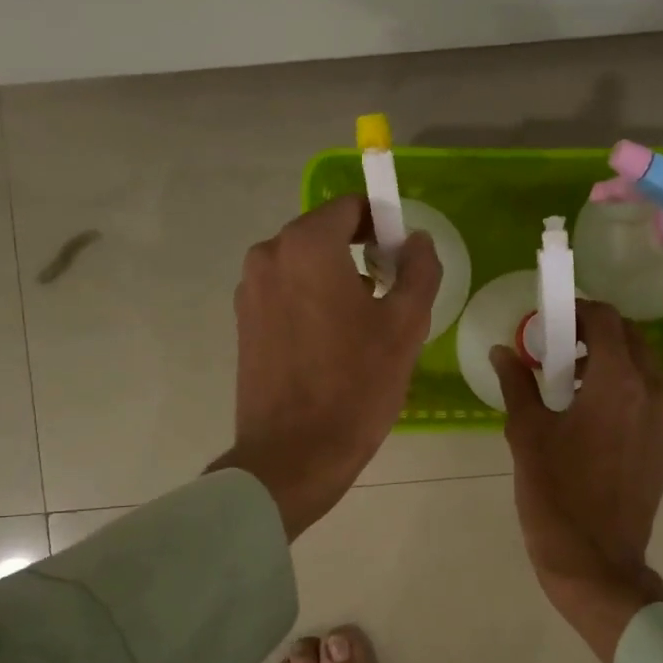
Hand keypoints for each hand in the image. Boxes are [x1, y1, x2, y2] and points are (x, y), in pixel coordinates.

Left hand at [212, 195, 438, 538]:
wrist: (294, 455)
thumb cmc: (356, 386)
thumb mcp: (406, 326)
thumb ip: (419, 269)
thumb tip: (416, 240)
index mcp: (306, 246)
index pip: (351, 207)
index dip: (384, 224)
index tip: (405, 258)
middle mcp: (269, 256)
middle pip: (325, 236)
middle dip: (361, 255)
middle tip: (392, 298)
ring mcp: (250, 292)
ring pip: (305, 268)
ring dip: (337, 282)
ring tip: (366, 330)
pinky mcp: (244, 325)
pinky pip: (287, 296)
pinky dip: (313, 304)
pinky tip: (334, 348)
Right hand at [492, 301, 662, 662]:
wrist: (596, 561)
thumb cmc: (555, 495)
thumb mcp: (527, 435)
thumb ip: (517, 384)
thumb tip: (502, 351)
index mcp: (617, 382)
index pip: (606, 320)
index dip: (578, 310)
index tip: (551, 320)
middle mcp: (652, 391)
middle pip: (631, 337)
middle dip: (595, 333)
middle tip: (559, 349)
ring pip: (644, 366)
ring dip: (611, 359)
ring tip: (573, 383)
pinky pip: (650, 395)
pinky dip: (624, 386)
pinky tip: (592, 413)